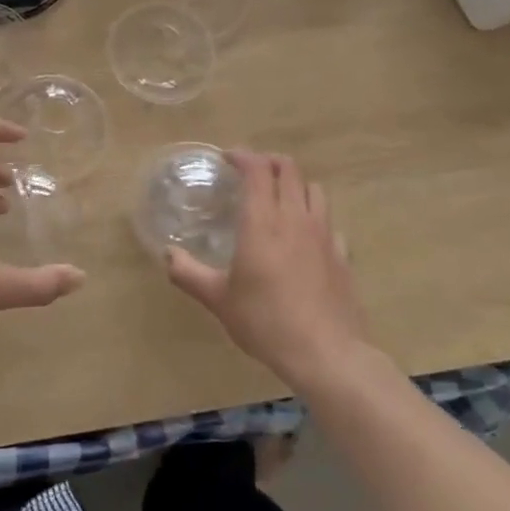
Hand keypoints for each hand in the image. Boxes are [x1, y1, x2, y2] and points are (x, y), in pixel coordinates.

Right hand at [166, 150, 368, 391]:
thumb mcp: (218, 300)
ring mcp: (324, 234)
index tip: (227, 158)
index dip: (243, 156)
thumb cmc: (265, 321)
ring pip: (314, 189)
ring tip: (279, 197)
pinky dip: (315, 217)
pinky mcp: (341, 255)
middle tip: (251, 172)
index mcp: (263, 221)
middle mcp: (295, 218)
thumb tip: (168, 254)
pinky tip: (305, 236)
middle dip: (269, 162)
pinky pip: (329, 222)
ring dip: (295, 184)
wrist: (326, 353)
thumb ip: (189, 273)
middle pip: (289, 170)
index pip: (257, 169)